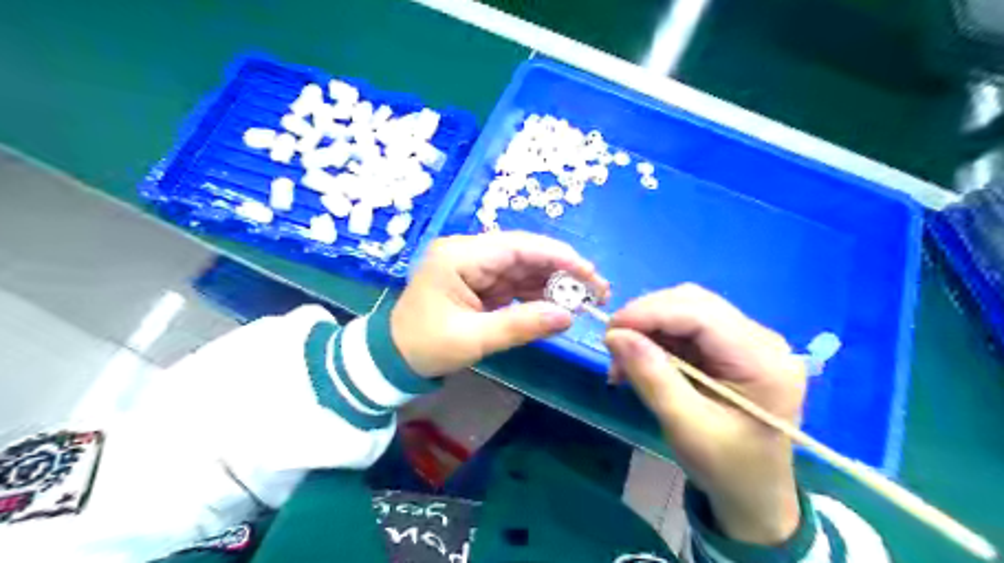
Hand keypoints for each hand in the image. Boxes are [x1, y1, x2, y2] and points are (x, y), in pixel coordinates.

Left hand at [392, 230, 611, 378]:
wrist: (393, 358)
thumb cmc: (425, 347)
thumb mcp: (474, 339)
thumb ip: (522, 325)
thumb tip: (568, 317)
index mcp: (460, 256)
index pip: (518, 246)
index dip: (559, 257)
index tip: (591, 274)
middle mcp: (469, 252)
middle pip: (525, 254)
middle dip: (562, 270)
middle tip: (597, 290)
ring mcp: (474, 266)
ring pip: (524, 267)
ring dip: (554, 282)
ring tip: (585, 299)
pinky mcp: (479, 281)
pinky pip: (515, 282)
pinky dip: (538, 293)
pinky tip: (560, 303)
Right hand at [604, 286, 805, 543]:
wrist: (755, 495)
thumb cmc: (727, 469)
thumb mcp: (686, 428)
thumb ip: (652, 377)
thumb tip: (615, 335)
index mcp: (764, 361)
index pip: (700, 314)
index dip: (650, 313)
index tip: (610, 331)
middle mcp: (762, 340)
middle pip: (693, 303)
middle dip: (646, 318)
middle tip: (613, 347)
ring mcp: (748, 340)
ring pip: (686, 309)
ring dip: (648, 328)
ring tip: (623, 361)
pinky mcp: (733, 346)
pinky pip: (686, 327)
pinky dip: (657, 339)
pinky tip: (640, 361)